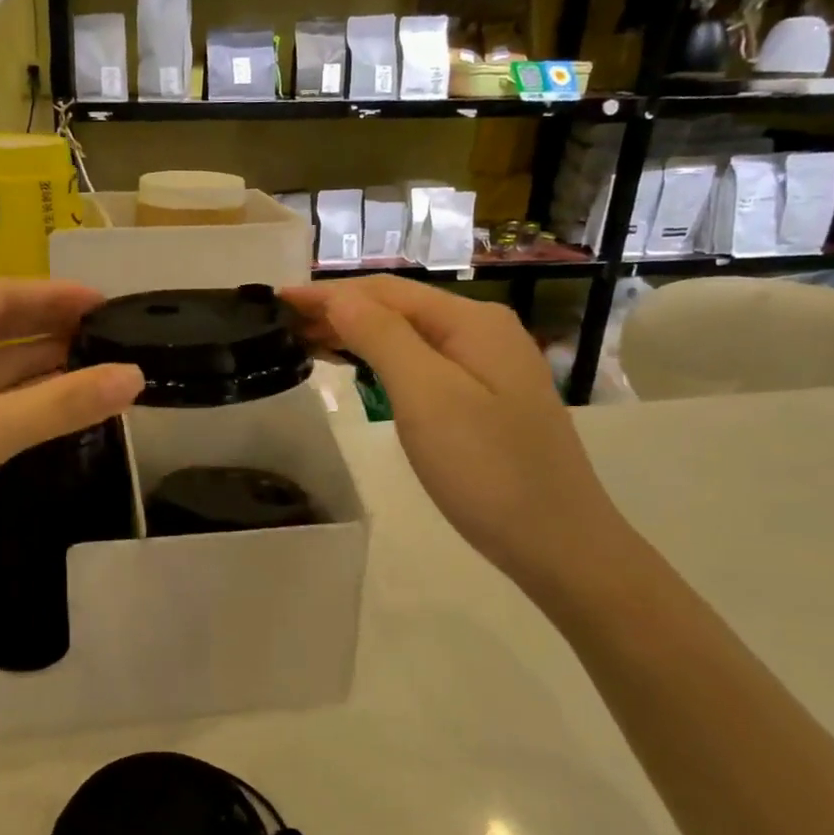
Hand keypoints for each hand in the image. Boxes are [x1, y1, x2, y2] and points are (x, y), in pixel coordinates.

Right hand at [284, 276, 625, 593]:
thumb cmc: (487, 470)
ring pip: (408, 334)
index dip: (327, 293)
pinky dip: (380, 358)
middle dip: (338, 309)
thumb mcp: (427, 397)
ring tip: (304, 341)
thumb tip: (338, 297)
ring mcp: (488, 365)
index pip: (384, 292)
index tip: (275, 300)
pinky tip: (357, 366)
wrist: (558, 542)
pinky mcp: (485, 397)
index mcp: (471, 322)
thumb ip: (382, 337)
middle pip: (398, 307)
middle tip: (280, 325)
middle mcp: (482, 331)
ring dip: (356, 332)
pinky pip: (421, 361)